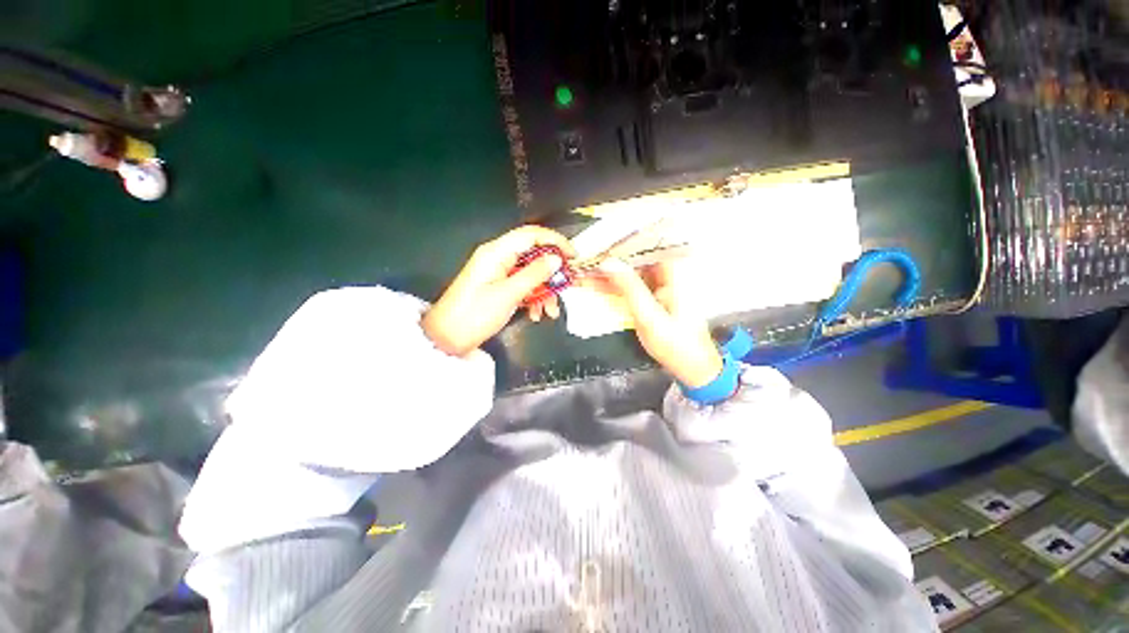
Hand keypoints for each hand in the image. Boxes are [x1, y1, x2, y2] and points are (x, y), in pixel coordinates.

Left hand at [423, 226, 575, 355]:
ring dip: (544, 291)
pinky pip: (523, 285)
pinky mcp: (499, 286)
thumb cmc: (475, 314)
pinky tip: (536, 314)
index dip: (555, 241)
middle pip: (533, 255)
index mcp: (497, 252)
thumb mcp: (509, 294)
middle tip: (565, 288)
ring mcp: (499, 272)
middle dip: (551, 273)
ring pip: (531, 273)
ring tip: (550, 311)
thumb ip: (534, 274)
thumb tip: (556, 259)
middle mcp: (498, 257)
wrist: (448, 338)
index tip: (573, 256)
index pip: (531, 235)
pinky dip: (533, 298)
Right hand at [582, 259, 722, 387]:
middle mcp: (668, 275)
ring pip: (629, 274)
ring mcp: (660, 287)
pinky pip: (630, 288)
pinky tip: (594, 286)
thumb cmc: (676, 344)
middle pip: (635, 260)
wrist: (692, 368)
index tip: (597, 245)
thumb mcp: (650, 316)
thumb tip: (609, 262)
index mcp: (675, 272)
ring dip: (607, 274)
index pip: (646, 246)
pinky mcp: (652, 299)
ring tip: (582, 273)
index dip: (620, 244)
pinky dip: (613, 288)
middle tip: (584, 261)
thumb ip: (629, 288)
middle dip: (608, 260)